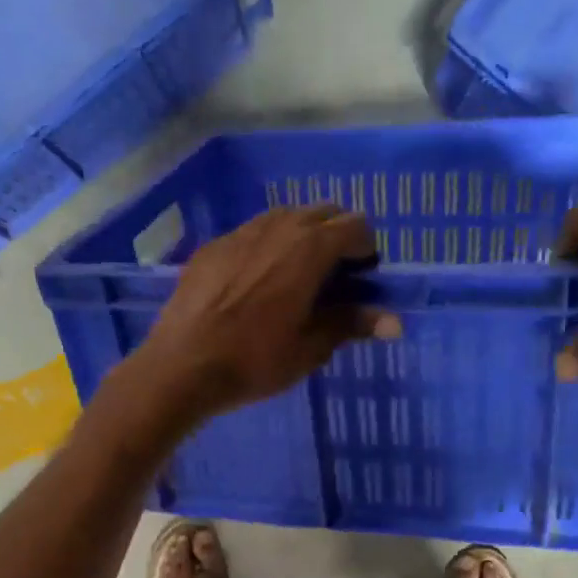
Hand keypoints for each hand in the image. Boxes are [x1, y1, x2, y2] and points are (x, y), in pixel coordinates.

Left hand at [134, 205, 399, 426]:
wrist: (182, 365)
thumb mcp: (310, 348)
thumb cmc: (254, 360)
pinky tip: (257, 283)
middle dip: (337, 236)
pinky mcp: (213, 246)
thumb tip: (395, 322)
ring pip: (285, 217)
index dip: (366, 249)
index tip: (363, 278)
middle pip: (322, 212)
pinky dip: (268, 246)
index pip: (355, 225)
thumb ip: (351, 324)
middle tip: (335, 277)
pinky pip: (253, 233)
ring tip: (297, 278)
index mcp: (309, 249)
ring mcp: (241, 232)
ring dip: (302, 237)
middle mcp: (278, 227)